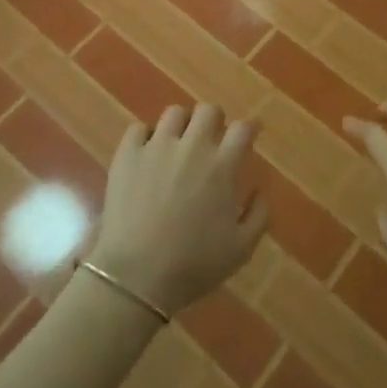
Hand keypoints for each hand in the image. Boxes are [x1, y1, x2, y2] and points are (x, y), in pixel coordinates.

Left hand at [88, 105, 267, 314]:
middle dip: (215, 119)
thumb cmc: (193, 265)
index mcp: (222, 167)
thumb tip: (259, 190)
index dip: (249, 128)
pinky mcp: (127, 154)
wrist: (137, 276)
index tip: (250, 134)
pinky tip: (147, 153)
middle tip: (212, 138)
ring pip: (174, 113)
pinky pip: (137, 129)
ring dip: (182, 124)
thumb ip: (258, 216)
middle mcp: (192, 147)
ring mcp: (156, 146)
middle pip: (208, 110)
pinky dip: (145, 136)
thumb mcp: (241, 250)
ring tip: (179, 142)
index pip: (243, 129)